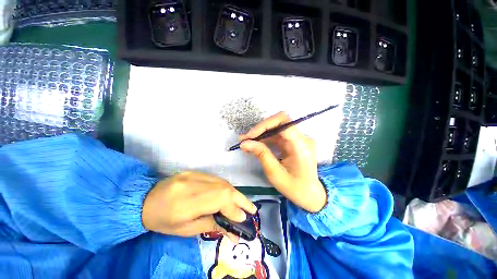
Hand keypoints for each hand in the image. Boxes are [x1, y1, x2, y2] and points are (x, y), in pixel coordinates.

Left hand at [142, 172, 256, 240]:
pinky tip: (231, 195)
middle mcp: (192, 184)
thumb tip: (234, 233)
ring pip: (222, 182)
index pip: (218, 200)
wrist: (144, 200)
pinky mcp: (195, 171)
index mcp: (186, 203)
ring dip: (235, 193)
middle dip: (240, 199)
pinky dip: (226, 188)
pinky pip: (216, 179)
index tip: (244, 219)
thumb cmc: (162, 221)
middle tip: (252, 209)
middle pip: (223, 188)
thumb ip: (211, 226)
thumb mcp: (185, 230)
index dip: (233, 208)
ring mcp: (194, 174)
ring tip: (244, 203)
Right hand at [240, 112, 326, 212]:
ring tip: (247, 141)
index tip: (250, 136)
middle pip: (280, 122)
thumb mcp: (275, 173)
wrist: (311, 195)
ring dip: (261, 133)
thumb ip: (261, 155)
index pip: (284, 122)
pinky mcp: (294, 142)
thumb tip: (245, 143)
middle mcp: (302, 138)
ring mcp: (299, 139)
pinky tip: (256, 144)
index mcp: (301, 145)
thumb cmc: (295, 188)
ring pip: (277, 127)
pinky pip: (278, 135)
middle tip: (246, 138)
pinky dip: (266, 138)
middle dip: (261, 128)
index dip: (265, 125)